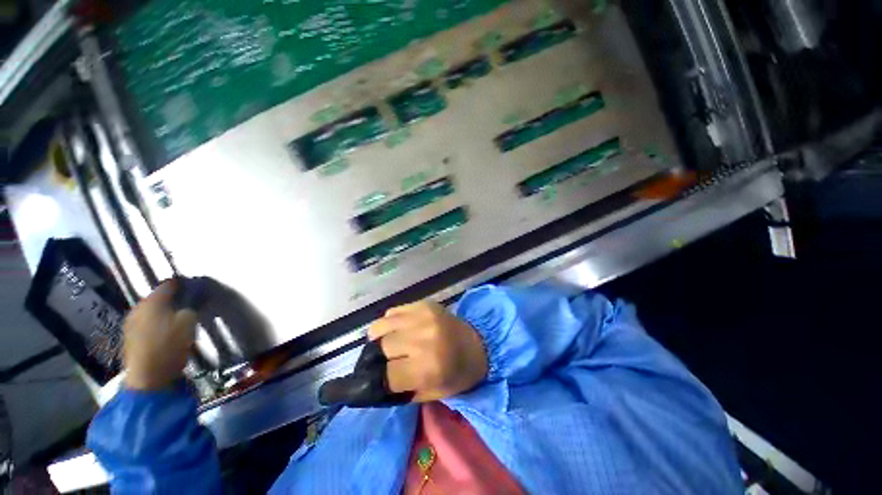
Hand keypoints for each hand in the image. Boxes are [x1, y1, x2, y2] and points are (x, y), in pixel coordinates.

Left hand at [123, 281, 197, 390]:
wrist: (148, 378)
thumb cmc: (169, 345)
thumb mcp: (189, 321)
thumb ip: (193, 304)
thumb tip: (197, 294)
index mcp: (151, 301)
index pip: (169, 284)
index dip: (185, 284)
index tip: (198, 288)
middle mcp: (138, 308)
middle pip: (159, 297)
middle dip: (175, 298)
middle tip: (192, 304)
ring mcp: (131, 323)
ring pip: (153, 310)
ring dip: (167, 311)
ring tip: (182, 318)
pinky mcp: (131, 337)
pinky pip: (148, 321)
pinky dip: (159, 321)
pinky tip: (169, 330)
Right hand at [368, 301, 487, 402]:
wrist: (480, 344)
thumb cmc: (458, 374)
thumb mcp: (431, 395)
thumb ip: (400, 392)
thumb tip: (371, 384)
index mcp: (428, 367)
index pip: (385, 375)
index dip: (379, 380)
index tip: (381, 379)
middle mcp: (423, 338)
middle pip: (381, 347)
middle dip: (382, 357)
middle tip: (390, 360)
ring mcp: (423, 316)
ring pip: (380, 326)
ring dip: (381, 337)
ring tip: (391, 343)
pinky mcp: (424, 304)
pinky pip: (392, 312)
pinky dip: (391, 323)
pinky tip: (401, 329)